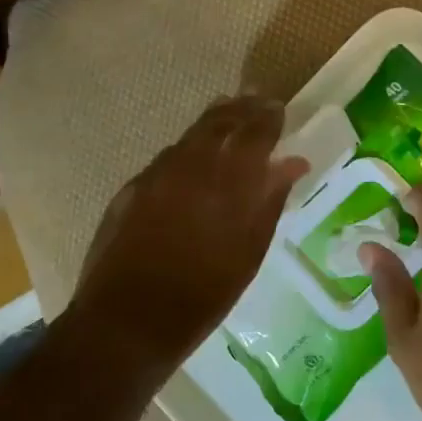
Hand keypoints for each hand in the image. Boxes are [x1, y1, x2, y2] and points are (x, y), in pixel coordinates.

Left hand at [70, 96, 308, 368]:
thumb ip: (270, 200)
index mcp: (229, 179)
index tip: (279, 108)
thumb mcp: (250, 251)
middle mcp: (192, 164)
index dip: (270, 116)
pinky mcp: (132, 187)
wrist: (130, 319)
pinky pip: (168, 158)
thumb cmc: (204, 294)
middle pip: (219, 120)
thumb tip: (291, 163)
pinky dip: (187, 150)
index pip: (256, 130)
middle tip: (256, 101)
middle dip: (241, 108)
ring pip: (190, 135)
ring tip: (229, 118)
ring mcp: (157, 173)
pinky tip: (192, 161)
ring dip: (213, 123)